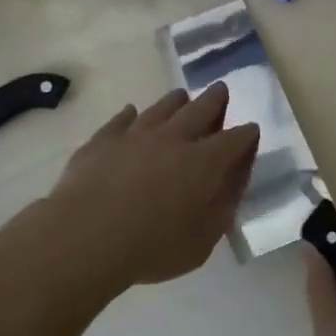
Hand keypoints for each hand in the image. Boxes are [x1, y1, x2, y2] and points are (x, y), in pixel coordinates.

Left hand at [45, 85, 259, 291]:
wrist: (84, 237)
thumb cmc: (151, 247)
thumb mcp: (202, 241)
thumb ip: (223, 208)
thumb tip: (233, 183)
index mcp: (204, 162)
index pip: (234, 140)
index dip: (246, 134)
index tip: (251, 130)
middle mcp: (174, 138)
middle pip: (201, 109)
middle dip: (215, 99)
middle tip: (221, 89)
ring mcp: (136, 134)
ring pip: (162, 107)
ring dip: (176, 101)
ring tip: (182, 97)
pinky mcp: (103, 139)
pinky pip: (121, 119)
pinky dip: (130, 115)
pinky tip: (130, 113)